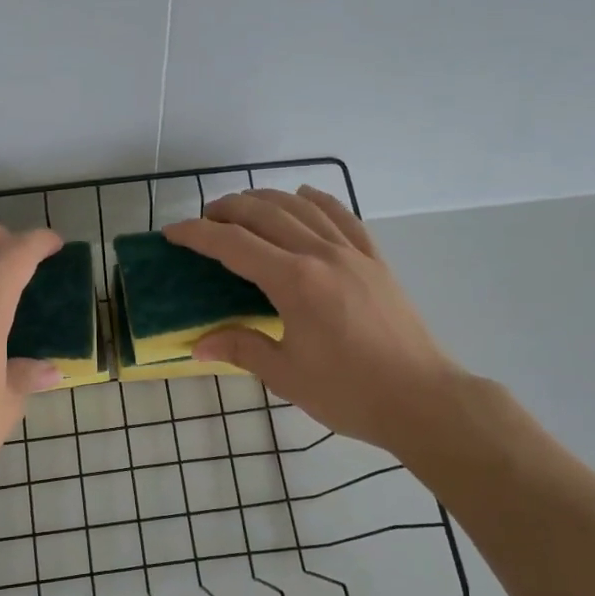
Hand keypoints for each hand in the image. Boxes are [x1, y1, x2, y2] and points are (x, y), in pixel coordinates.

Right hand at [164, 187, 465, 459]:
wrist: (422, 399)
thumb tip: (198, 344)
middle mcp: (322, 255)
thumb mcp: (286, 375)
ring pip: (303, 208)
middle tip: (204, 219)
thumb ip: (241, 348)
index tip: (172, 232)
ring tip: (243, 204)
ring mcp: (353, 254)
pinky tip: (305, 196)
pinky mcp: (376, 261)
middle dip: (228, 209)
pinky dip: (319, 200)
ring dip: (268, 198)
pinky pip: (344, 217)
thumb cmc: (349, 393)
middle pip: (267, 214)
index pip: (234, 245)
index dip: (198, 235)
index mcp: (295, 282)